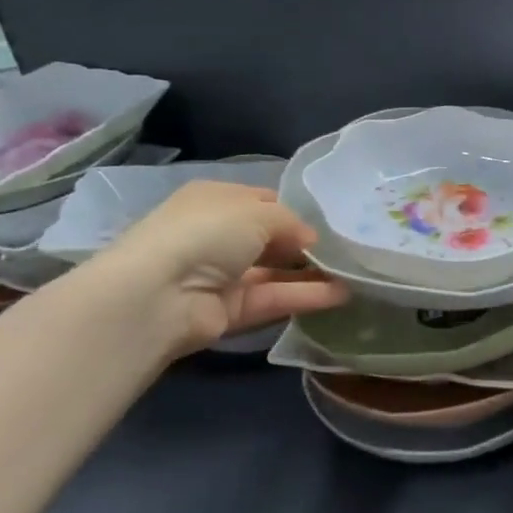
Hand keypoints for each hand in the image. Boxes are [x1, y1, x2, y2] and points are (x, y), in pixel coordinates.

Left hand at [87, 181, 348, 356]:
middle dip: (305, 244)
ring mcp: (221, 276)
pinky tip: (341, 295)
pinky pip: (273, 299)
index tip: (328, 219)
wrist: (158, 295)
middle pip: (270, 239)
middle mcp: (217, 235)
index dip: (293, 209)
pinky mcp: (229, 311)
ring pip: (275, 272)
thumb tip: (311, 240)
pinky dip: (305, 297)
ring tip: (354, 274)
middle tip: (347, 248)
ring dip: (311, 273)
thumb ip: (291, 222)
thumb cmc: (206, 233)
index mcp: (215, 200)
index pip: (262, 201)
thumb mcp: (257, 212)